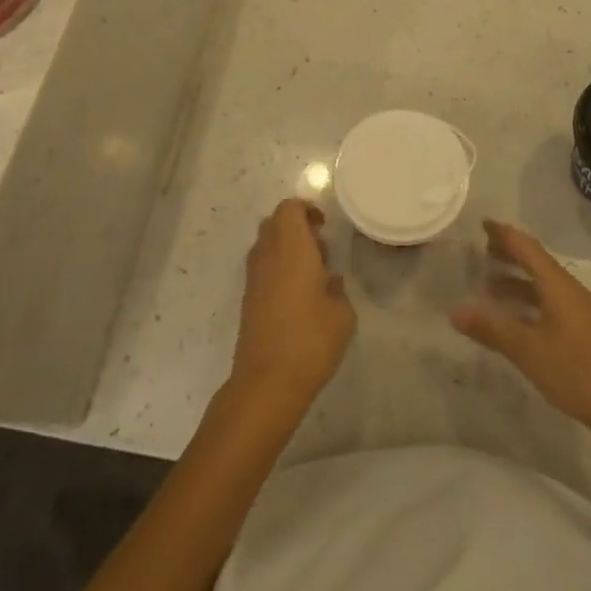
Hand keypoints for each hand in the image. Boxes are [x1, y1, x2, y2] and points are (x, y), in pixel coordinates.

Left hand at [230, 199, 355, 411]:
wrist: (268, 382)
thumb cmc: (311, 340)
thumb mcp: (342, 313)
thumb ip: (336, 288)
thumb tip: (327, 280)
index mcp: (291, 248)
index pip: (289, 209)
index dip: (306, 210)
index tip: (324, 225)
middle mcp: (267, 255)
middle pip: (274, 223)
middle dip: (296, 226)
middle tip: (321, 247)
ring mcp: (253, 277)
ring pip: (266, 245)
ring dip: (286, 248)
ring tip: (313, 272)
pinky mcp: (248, 299)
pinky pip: (263, 267)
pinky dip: (278, 268)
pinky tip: (298, 295)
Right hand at [451, 220, 590, 435]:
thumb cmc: (577, 371)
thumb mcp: (527, 350)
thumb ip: (491, 329)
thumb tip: (454, 309)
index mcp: (558, 285)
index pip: (527, 248)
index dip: (504, 234)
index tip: (482, 223)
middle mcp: (569, 291)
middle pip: (536, 263)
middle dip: (509, 254)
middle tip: (481, 250)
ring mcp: (578, 312)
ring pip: (542, 285)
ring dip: (517, 281)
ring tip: (488, 286)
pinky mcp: (582, 331)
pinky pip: (548, 303)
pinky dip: (527, 302)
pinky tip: (514, 320)